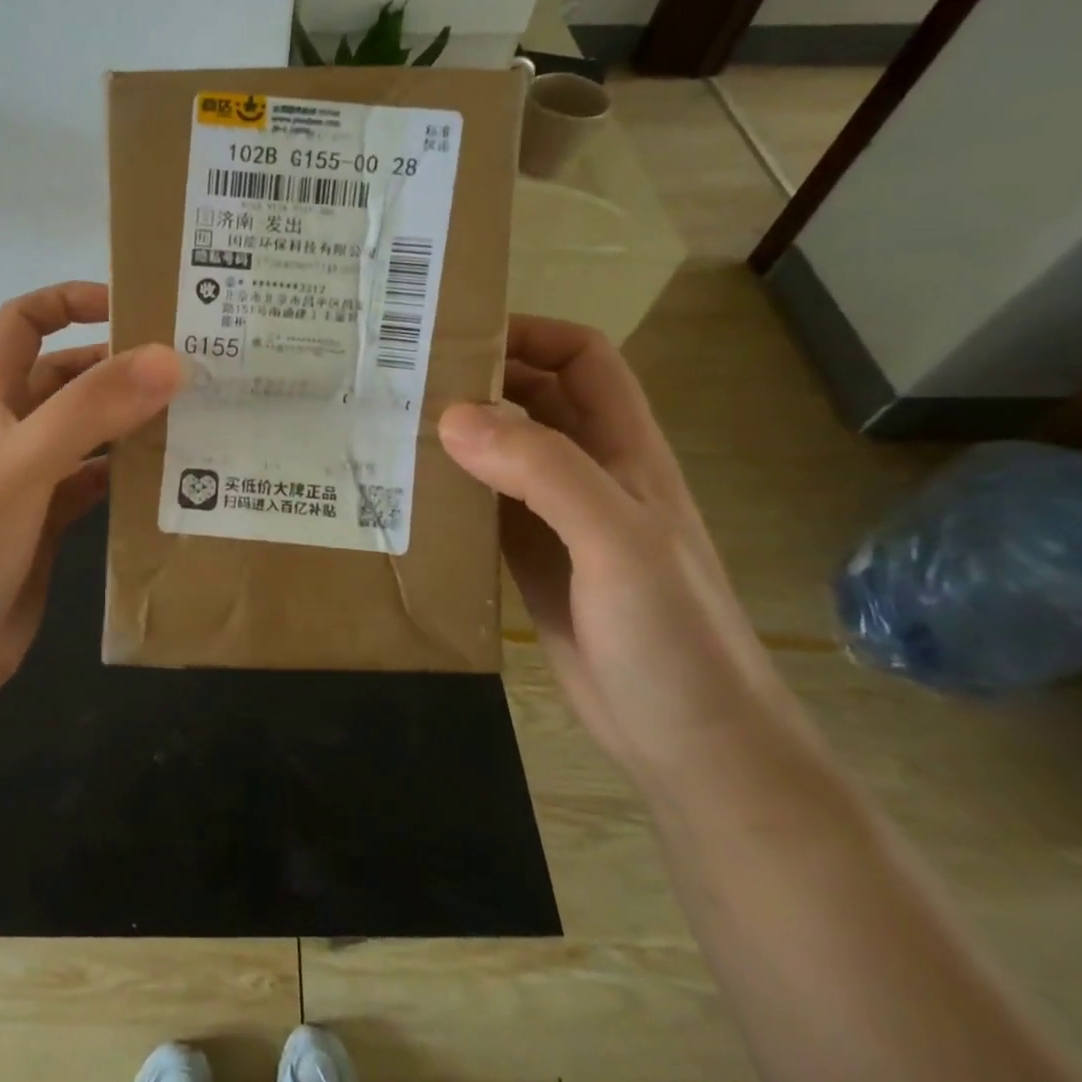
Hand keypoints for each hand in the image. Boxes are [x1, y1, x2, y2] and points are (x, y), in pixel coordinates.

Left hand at [0, 282, 181, 695]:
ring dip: (129, 420)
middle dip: (117, 364)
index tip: (129, 303)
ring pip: (87, 432)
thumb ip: (91, 409)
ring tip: (190, 417)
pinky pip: (95, 485)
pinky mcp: (48, 526)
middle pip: (66, 377)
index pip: (21, 323)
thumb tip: (169, 359)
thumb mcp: (22, 463)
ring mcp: (30, 482)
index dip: (67, 300)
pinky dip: (127, 476)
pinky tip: (165, 479)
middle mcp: (10, 432)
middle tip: (185, 368)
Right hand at [439, 316, 800, 788]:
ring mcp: (557, 519)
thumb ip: (542, 471)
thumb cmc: (672, 637)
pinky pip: (482, 505)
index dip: (531, 334)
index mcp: (624, 451)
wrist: (691, 746)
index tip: (459, 335)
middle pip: (533, 400)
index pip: (583, 360)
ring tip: (389, 426)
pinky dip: (447, 488)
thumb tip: (453, 416)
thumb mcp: (617, 542)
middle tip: (402, 378)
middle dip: (477, 379)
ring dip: (455, 434)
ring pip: (500, 452)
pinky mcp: (529, 560)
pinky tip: (406, 492)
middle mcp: (590, 473)